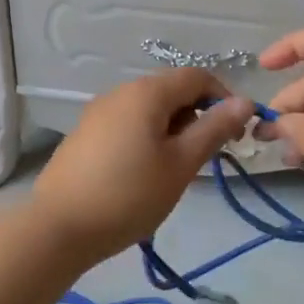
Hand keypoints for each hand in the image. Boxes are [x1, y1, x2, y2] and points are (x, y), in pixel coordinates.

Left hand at [30, 69, 255, 263]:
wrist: (58, 227)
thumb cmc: (129, 194)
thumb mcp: (181, 164)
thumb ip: (214, 129)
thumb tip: (245, 101)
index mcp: (147, 92)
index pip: (197, 76)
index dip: (223, 98)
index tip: (235, 134)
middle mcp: (121, 91)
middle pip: (172, 90)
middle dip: (197, 116)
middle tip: (205, 157)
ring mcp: (99, 111)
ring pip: (149, 108)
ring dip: (173, 129)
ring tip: (175, 170)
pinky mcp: (86, 133)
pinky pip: (128, 122)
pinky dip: (147, 137)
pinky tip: (143, 173)